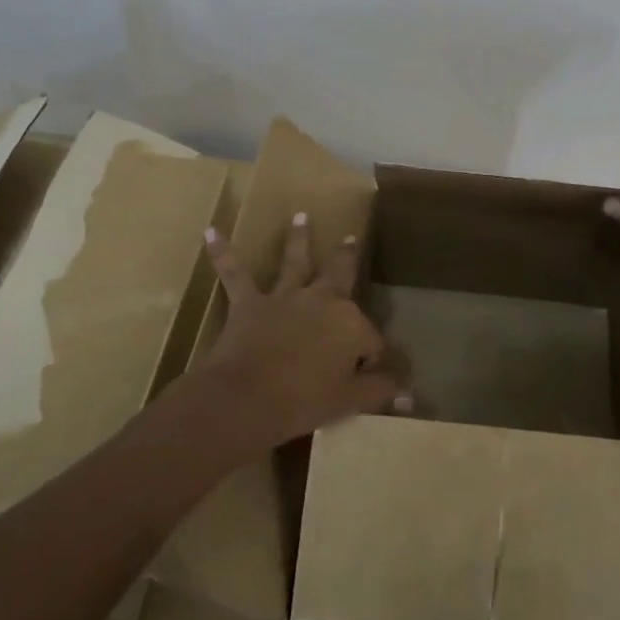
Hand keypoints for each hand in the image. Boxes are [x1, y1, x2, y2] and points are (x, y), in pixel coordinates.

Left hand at [199, 214, 410, 448]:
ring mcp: (285, 297)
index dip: (370, 358)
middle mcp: (322, 299)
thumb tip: (409, 395)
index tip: (367, 377)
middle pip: (340, 273)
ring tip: (300, 217)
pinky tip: (210, 232)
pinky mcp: (249, 303)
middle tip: (349, 238)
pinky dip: (222, 252)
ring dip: (298, 238)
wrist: (246, 399)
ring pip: (295, 261)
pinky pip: (234, 273)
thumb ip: (379, 392)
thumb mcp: (349, 401)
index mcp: (351, 323)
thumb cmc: (303, 402)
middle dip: (346, 256)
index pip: (370, 339)